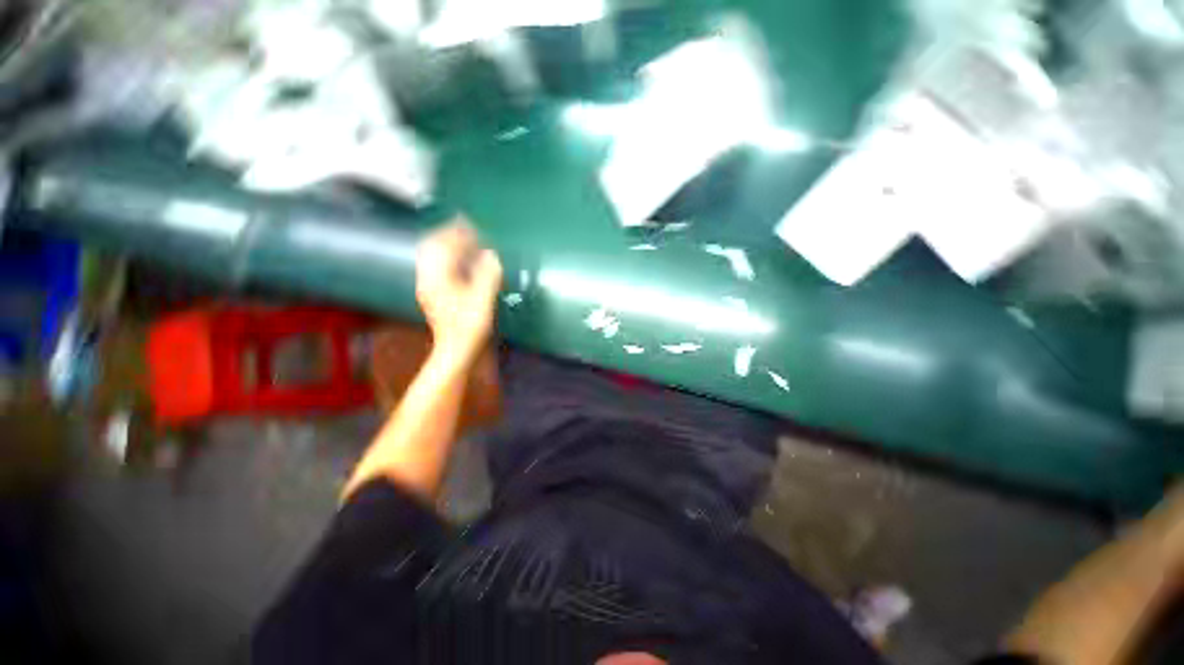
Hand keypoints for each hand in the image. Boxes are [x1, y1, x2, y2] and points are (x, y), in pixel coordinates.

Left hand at [416, 220, 502, 365]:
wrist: (455, 351)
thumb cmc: (469, 327)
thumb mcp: (482, 300)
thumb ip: (487, 275)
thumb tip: (492, 255)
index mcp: (438, 278)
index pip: (443, 245)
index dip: (456, 232)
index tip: (469, 222)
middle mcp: (428, 279)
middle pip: (432, 248)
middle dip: (448, 235)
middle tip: (466, 229)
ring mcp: (428, 288)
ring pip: (432, 258)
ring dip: (447, 246)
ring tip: (464, 241)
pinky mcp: (433, 296)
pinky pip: (436, 268)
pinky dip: (448, 259)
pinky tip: (461, 262)